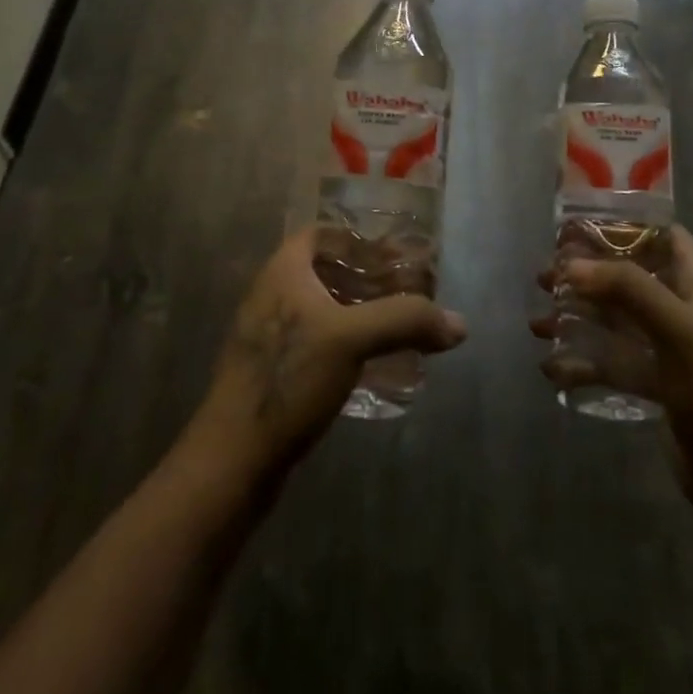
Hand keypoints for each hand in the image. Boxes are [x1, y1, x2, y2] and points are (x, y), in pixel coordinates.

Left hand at [191, 229, 467, 477]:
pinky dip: (345, 342)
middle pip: (324, 271)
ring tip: (395, 325)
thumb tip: (459, 324)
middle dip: (365, 277)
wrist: (233, 458)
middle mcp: (272, 295)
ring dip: (357, 311)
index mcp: (283, 271)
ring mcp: (269, 335)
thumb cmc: (289, 379)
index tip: (394, 255)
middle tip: (405, 291)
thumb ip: (405, 321)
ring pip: (321, 308)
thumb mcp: (352, 340)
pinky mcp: (273, 371)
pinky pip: (315, 341)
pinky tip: (370, 364)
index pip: (321, 234)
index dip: (357, 239)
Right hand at [531, 226, 692, 517]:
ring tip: (538, 323)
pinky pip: (610, 359)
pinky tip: (552, 367)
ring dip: (576, 316)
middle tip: (546, 275)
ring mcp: (665, 345)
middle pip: (628, 274)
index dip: (623, 224)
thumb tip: (572, 265)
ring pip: (613, 317)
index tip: (577, 226)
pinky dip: (582, 360)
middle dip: (586, 273)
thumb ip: (627, 288)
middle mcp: (681, 307)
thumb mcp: (675, 329)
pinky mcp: (652, 380)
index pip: (662, 235)